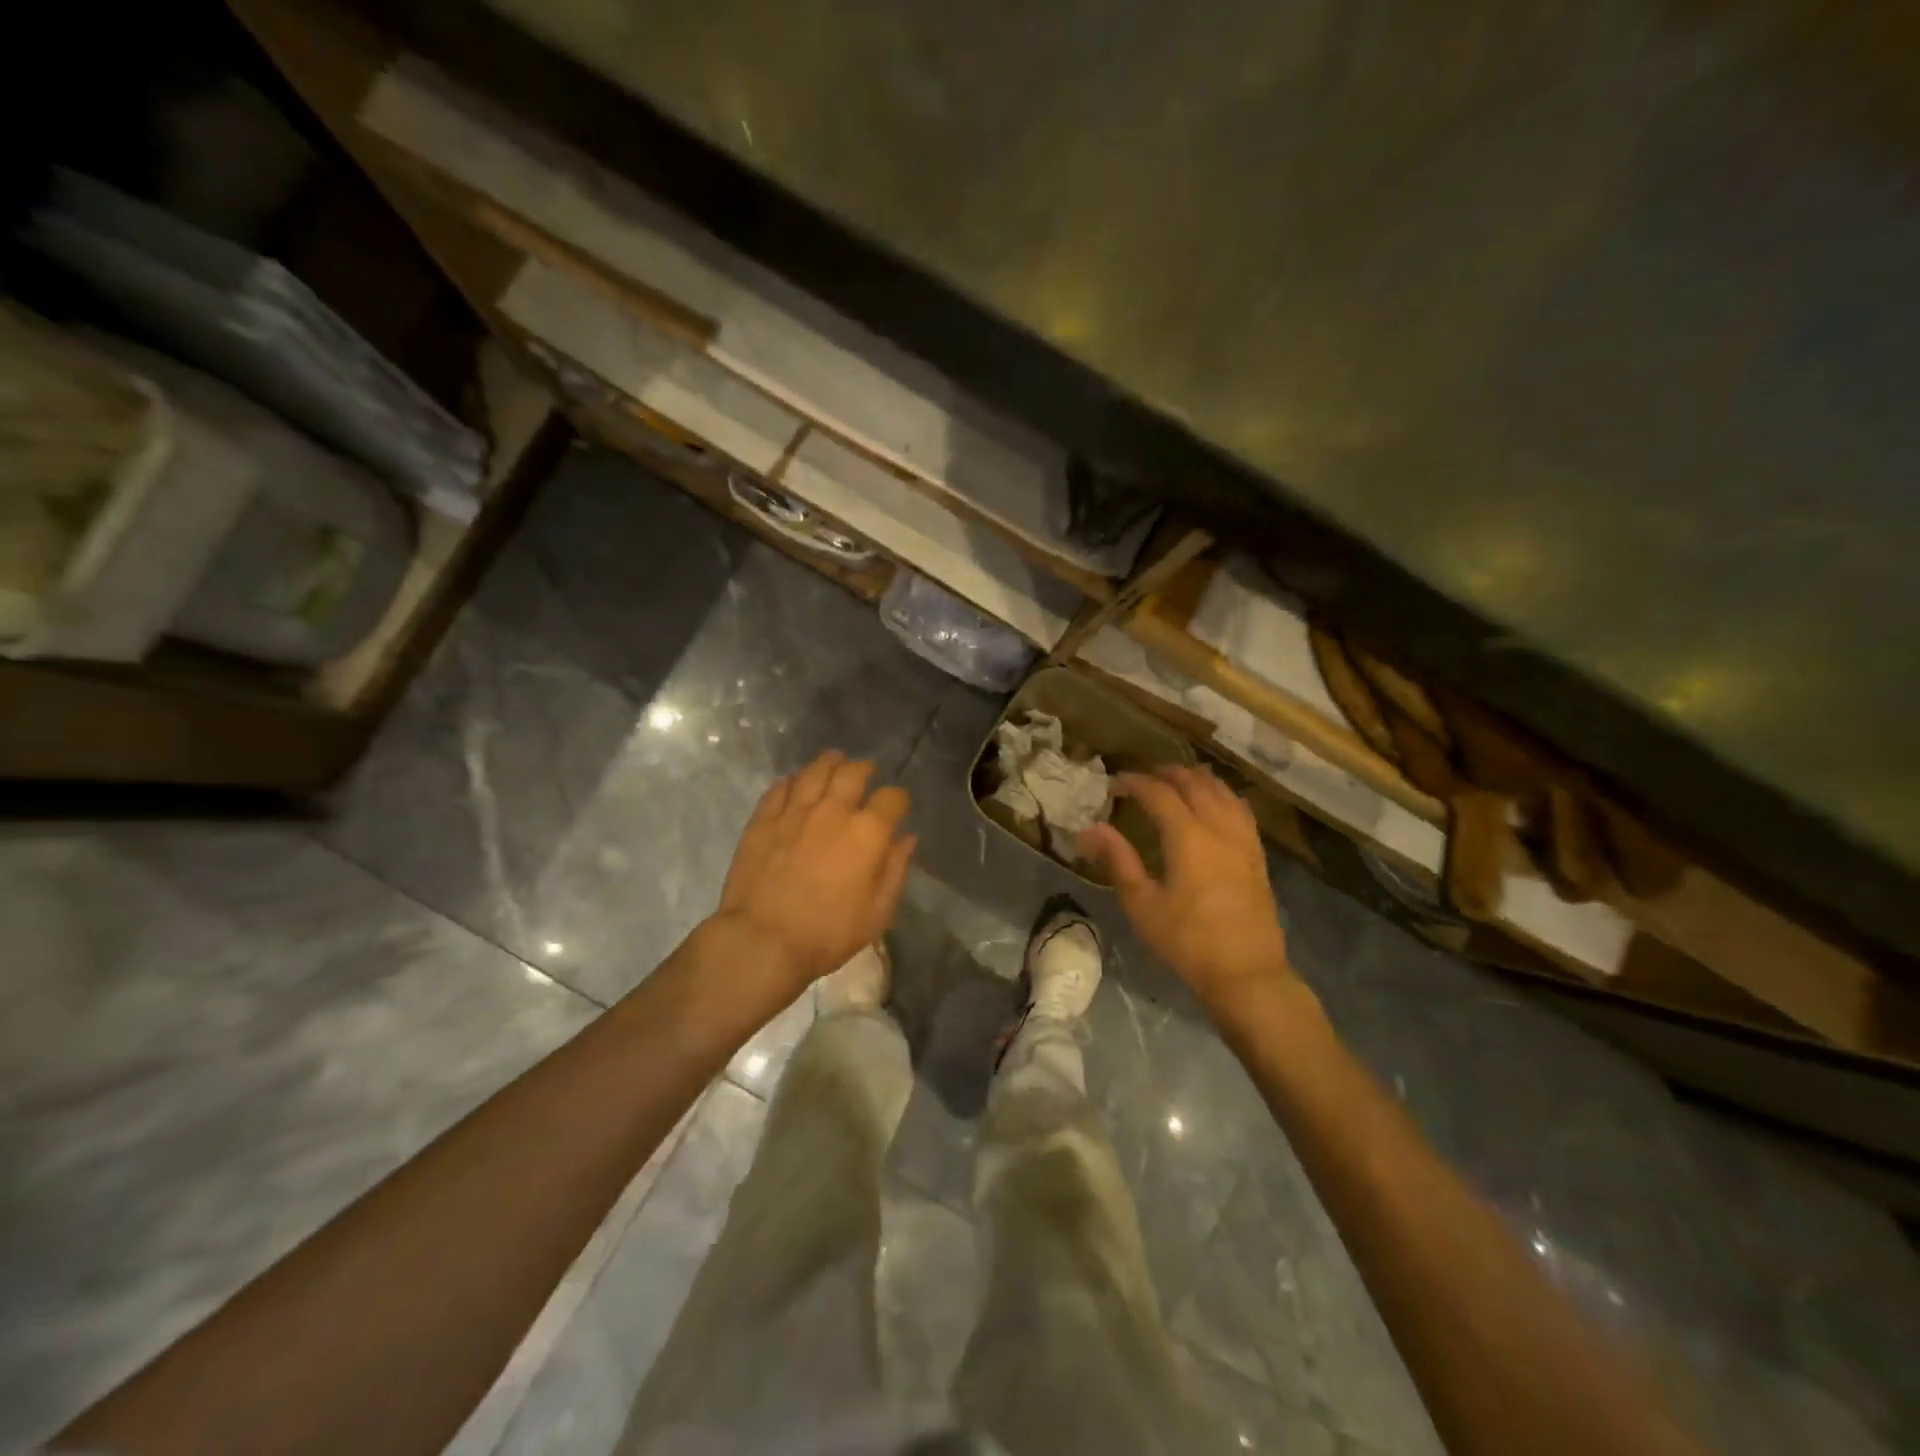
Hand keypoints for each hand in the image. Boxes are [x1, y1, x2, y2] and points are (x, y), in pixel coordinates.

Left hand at [711, 750, 916, 998]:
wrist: (763, 940)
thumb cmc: (828, 933)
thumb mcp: (878, 912)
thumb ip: (895, 869)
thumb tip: (907, 838)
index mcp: (868, 832)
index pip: (892, 797)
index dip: (899, 799)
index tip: (898, 806)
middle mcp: (833, 810)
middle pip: (853, 773)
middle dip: (865, 769)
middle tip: (867, 771)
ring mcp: (795, 811)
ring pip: (815, 771)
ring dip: (829, 763)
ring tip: (834, 762)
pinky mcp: (763, 819)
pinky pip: (780, 788)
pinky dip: (792, 781)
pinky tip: (794, 783)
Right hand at [1080, 766, 1296, 1012]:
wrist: (1245, 973)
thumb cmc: (1186, 941)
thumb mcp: (1142, 904)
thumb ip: (1117, 859)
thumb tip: (1089, 829)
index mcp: (1187, 836)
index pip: (1158, 793)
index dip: (1134, 782)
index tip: (1114, 783)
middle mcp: (1218, 828)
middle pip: (1194, 783)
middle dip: (1166, 773)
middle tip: (1142, 778)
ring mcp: (1243, 840)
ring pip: (1222, 791)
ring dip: (1197, 779)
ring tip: (1177, 781)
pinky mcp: (1257, 855)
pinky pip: (1240, 809)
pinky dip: (1222, 795)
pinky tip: (1214, 804)